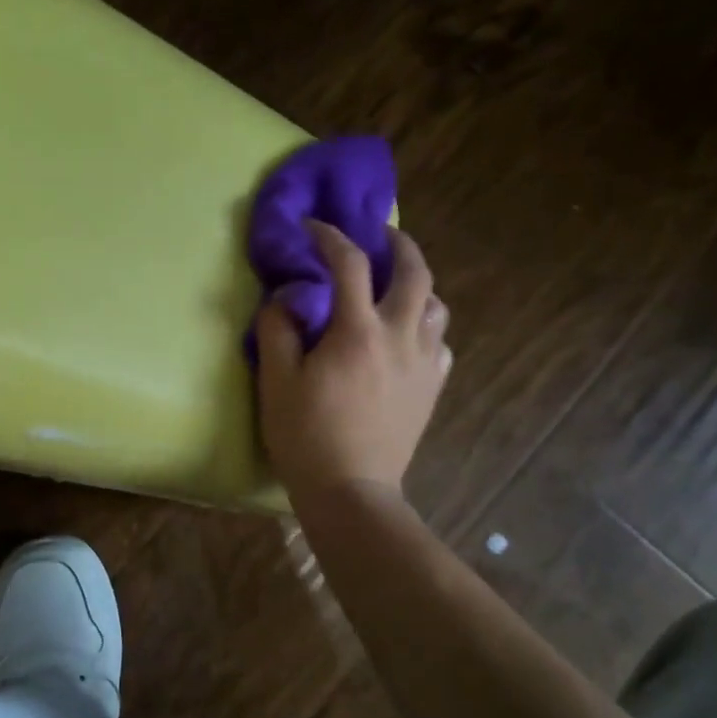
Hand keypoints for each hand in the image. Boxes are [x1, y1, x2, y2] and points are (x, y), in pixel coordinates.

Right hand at [254, 219, 450, 510]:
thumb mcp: (276, 381)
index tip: (312, 226)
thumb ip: (277, 330)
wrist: (351, 491)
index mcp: (358, 331)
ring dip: (418, 285)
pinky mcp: (432, 387)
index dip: (330, 236)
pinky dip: (426, 326)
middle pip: (415, 273)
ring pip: (437, 305)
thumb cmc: (306, 436)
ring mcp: (424, 363)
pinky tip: (408, 335)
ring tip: (396, 285)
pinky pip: (440, 342)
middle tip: (380, 235)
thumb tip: (284, 297)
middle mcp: (401, 337)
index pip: (350, 263)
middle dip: (399, 244)